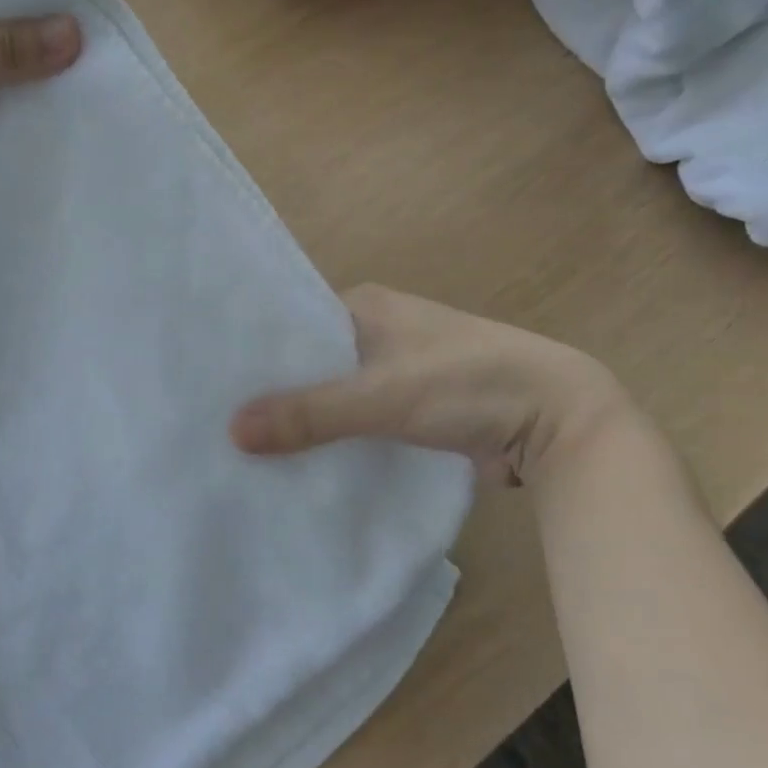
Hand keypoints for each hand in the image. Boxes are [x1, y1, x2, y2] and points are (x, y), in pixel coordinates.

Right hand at [231, 285, 640, 486]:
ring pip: (334, 394)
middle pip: (310, 362)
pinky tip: (299, 464)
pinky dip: (334, 438)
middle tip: (217, 421)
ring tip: (245, 448)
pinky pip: (357, 421)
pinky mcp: (411, 409)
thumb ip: (310, 414)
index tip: (210, 382)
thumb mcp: (381, 395)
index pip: (292, 321)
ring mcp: (395, 371)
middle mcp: (375, 330)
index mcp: (364, 304)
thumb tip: (232, 432)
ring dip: (305, 419)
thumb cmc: (466, 383)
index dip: (256, 351)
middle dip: (275, 390)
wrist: (557, 420)